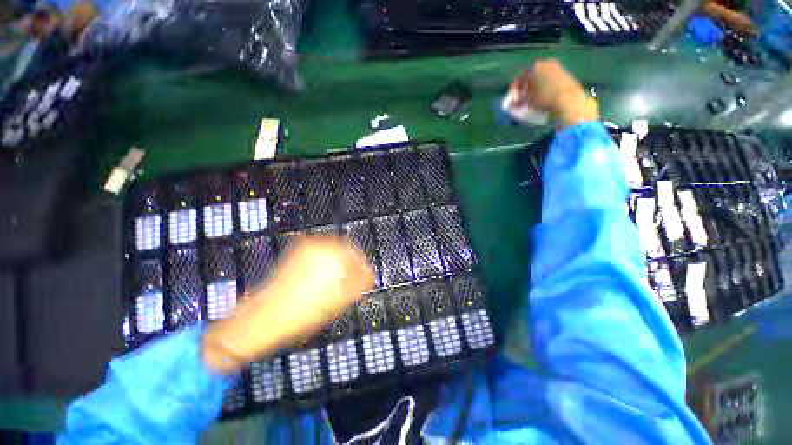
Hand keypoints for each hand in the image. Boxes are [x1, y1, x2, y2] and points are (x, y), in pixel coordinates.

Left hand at [202, 236, 374, 373]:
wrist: (264, 319)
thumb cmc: (305, 311)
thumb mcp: (341, 299)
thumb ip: (361, 282)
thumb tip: (370, 273)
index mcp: (329, 252)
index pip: (356, 254)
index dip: (363, 269)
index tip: (365, 281)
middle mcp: (317, 245)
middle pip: (344, 253)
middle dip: (350, 269)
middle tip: (351, 287)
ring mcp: (304, 249)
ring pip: (331, 256)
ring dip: (338, 269)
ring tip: (336, 288)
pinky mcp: (295, 256)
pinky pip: (318, 259)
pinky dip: (325, 269)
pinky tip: (321, 285)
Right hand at [509, 59, 598, 128]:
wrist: (568, 98)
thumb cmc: (545, 99)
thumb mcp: (528, 101)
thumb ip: (519, 100)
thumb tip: (513, 103)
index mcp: (533, 68)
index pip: (519, 78)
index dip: (515, 89)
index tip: (513, 98)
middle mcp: (543, 63)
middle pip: (530, 75)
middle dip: (525, 86)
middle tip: (523, 97)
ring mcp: (555, 66)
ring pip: (540, 75)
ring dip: (535, 85)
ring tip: (533, 96)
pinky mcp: (563, 71)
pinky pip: (549, 76)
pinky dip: (544, 84)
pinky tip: (543, 93)